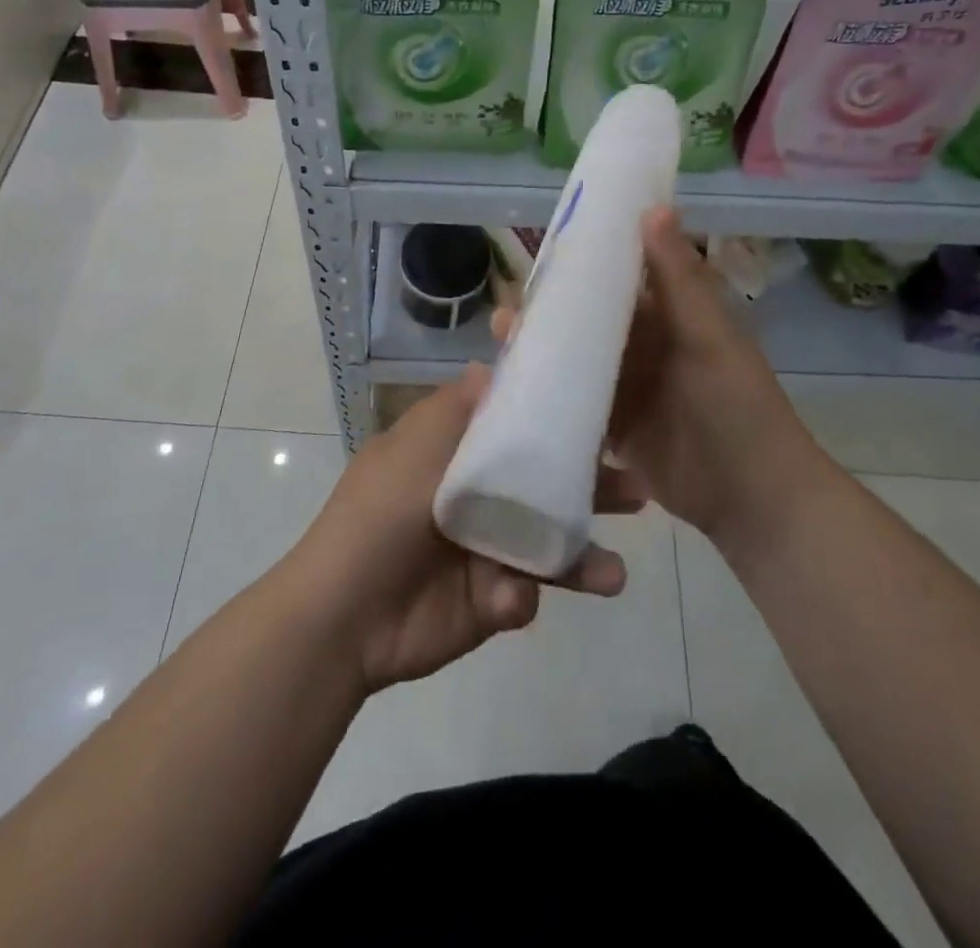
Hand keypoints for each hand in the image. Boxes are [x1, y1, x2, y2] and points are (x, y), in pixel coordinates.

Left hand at [288, 366, 640, 694]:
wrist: (344, 615)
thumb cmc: (380, 514)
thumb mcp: (415, 445)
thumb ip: (458, 406)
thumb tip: (491, 364)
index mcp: (456, 455)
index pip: (516, 428)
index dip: (555, 419)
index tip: (599, 409)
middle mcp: (477, 496)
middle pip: (545, 485)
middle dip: (590, 489)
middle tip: (636, 491)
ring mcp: (486, 550)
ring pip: (548, 544)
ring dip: (584, 557)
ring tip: (614, 574)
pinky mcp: (490, 599)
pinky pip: (523, 592)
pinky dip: (521, 595)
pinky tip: (512, 599)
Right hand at [494, 209, 807, 552]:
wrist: (751, 497)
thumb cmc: (737, 405)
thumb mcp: (708, 336)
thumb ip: (678, 278)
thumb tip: (654, 208)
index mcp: (670, 314)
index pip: (623, 274)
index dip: (589, 257)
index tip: (546, 243)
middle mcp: (644, 344)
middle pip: (591, 317)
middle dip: (552, 307)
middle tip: (510, 302)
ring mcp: (627, 386)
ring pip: (578, 357)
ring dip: (544, 347)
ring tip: (502, 336)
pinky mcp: (613, 425)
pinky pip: (575, 399)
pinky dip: (548, 390)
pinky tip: (511, 384)